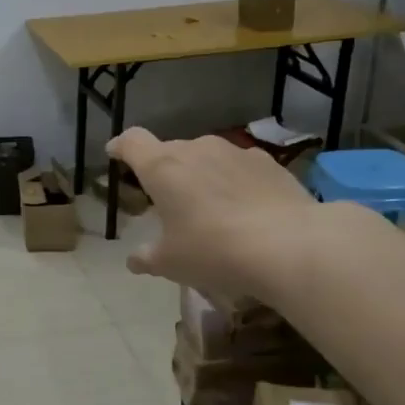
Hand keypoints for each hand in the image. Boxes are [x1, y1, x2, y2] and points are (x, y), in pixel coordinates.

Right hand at [105, 129, 314, 296]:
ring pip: (206, 157)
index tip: (115, 154)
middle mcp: (196, 149)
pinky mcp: (268, 163)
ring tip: (210, 207)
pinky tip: (245, 209)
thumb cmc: (214, 250)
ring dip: (201, 175)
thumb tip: (135, 260)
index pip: (131, 142)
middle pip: (170, 150)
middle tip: (167, 201)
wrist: (289, 245)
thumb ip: (147, 257)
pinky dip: (233, 181)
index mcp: (162, 167)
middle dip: (164, 170)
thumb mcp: (171, 263)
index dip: (121, 147)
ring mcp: (235, 152)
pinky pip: (238, 167)